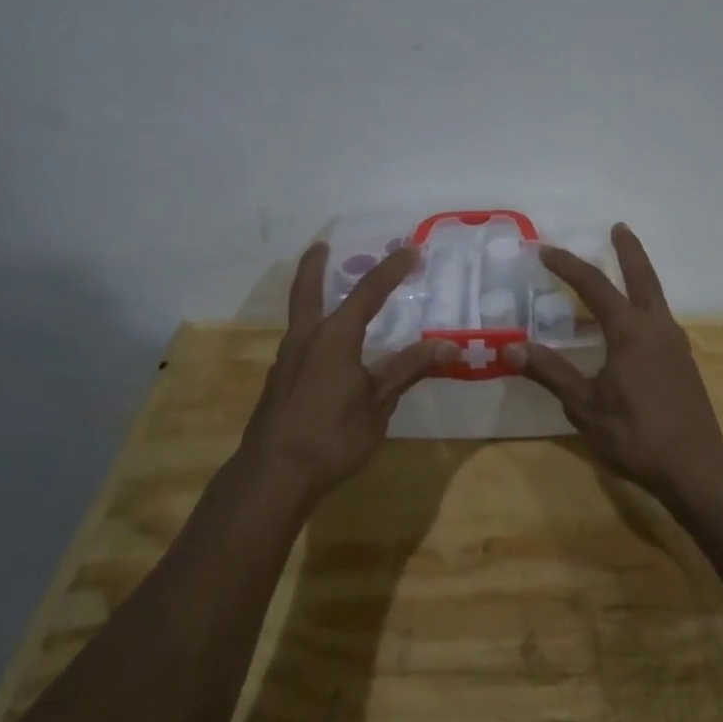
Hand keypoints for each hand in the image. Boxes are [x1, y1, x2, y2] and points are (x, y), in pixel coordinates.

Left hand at [238, 242, 452, 507]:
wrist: (273, 476)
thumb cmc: (332, 437)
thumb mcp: (379, 404)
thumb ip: (409, 369)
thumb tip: (449, 345)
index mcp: (335, 337)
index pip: (368, 292)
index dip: (391, 269)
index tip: (411, 249)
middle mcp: (306, 339)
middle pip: (307, 290)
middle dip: (315, 265)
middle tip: (322, 245)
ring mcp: (287, 361)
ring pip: (300, 316)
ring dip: (312, 297)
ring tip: (329, 294)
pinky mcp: (280, 382)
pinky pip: (300, 341)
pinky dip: (313, 329)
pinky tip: (326, 350)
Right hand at [507, 224, 722, 500]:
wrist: (695, 467)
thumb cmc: (634, 434)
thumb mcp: (584, 406)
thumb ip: (550, 372)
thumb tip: (511, 347)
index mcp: (630, 331)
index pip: (595, 286)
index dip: (568, 266)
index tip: (546, 250)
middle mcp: (657, 328)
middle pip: (643, 276)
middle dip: (628, 250)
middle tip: (618, 227)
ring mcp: (676, 344)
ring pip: (655, 298)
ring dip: (638, 279)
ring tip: (619, 274)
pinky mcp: (683, 363)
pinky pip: (659, 322)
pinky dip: (642, 309)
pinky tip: (629, 329)